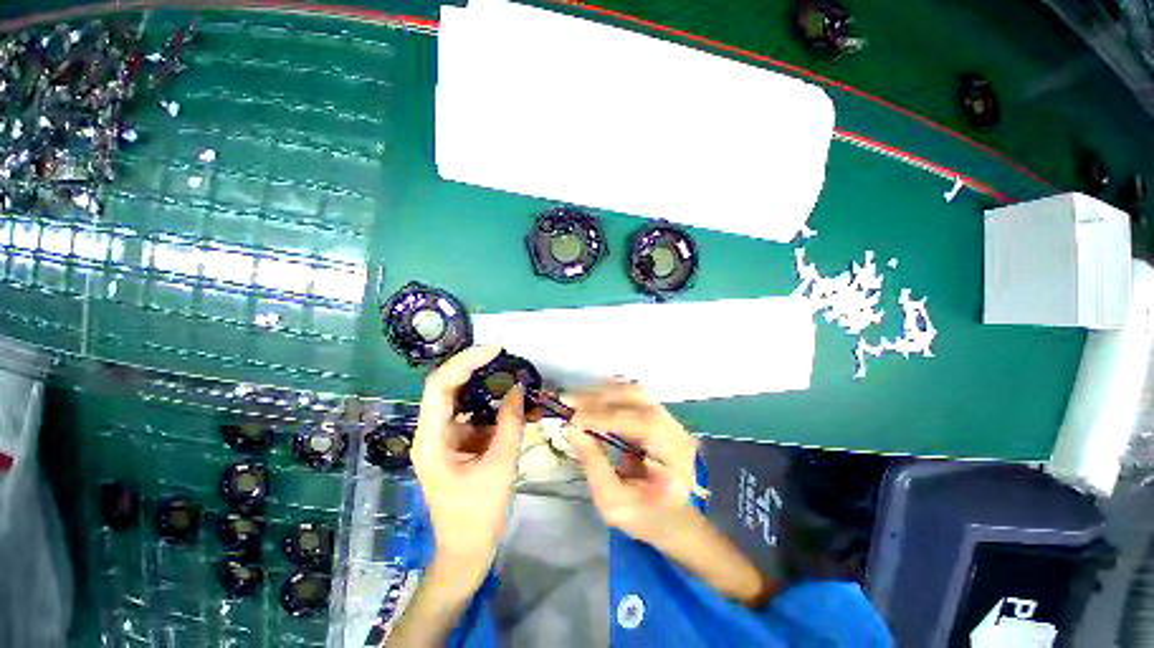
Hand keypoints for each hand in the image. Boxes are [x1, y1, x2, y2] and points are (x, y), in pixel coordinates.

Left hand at [411, 345, 525, 587]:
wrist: (467, 551)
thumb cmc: (478, 514)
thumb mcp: (500, 465)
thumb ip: (510, 422)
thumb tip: (518, 388)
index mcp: (431, 439)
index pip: (441, 385)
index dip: (466, 361)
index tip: (495, 349)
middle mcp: (432, 432)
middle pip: (450, 387)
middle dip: (478, 369)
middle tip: (506, 357)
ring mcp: (446, 437)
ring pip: (466, 400)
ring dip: (491, 389)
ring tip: (517, 381)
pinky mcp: (459, 443)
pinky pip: (477, 416)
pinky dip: (496, 409)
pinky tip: (518, 407)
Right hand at [567, 381, 775, 606]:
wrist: (679, 524)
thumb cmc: (649, 521)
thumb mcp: (614, 503)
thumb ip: (593, 464)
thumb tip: (571, 427)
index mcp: (675, 455)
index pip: (640, 422)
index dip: (603, 416)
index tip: (572, 418)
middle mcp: (676, 428)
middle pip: (637, 397)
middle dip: (600, 398)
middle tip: (568, 403)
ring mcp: (669, 419)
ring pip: (634, 391)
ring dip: (603, 393)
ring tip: (576, 402)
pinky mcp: (659, 417)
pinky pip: (633, 396)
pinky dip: (610, 394)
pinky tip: (592, 401)